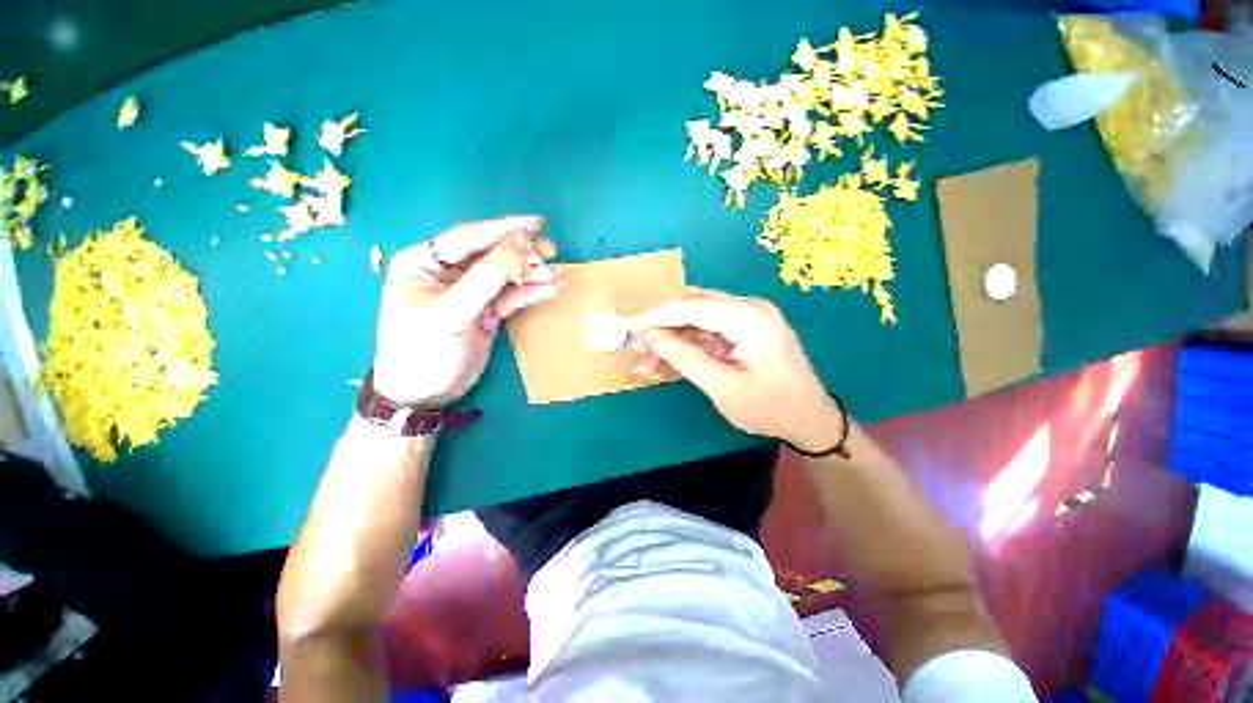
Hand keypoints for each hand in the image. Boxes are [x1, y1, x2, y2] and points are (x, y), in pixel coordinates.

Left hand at [373, 216, 559, 406]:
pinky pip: (511, 295)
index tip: (536, 224)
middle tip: (552, 252)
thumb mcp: (453, 312)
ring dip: (532, 274)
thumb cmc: (425, 350)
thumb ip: (488, 276)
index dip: (503, 229)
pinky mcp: (486, 310)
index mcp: (424, 262)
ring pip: (505, 274)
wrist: (425, 394)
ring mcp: (469, 292)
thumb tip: (521, 242)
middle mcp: (447, 272)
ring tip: (558, 274)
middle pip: (490, 253)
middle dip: (522, 252)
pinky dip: (531, 292)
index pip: (468, 237)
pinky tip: (550, 289)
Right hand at [628, 289, 843, 452]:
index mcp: (749, 317)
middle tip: (635, 344)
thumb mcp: (723, 387)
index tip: (628, 327)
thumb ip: (685, 358)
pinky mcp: (743, 331)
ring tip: (645, 358)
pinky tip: (665, 361)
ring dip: (670, 337)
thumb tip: (651, 337)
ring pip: (696, 320)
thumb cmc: (771, 408)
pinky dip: (685, 346)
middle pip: (692, 308)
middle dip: (661, 326)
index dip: (656, 316)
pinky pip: (706, 333)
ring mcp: (746, 319)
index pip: (691, 307)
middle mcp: (748, 309)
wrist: (810, 420)